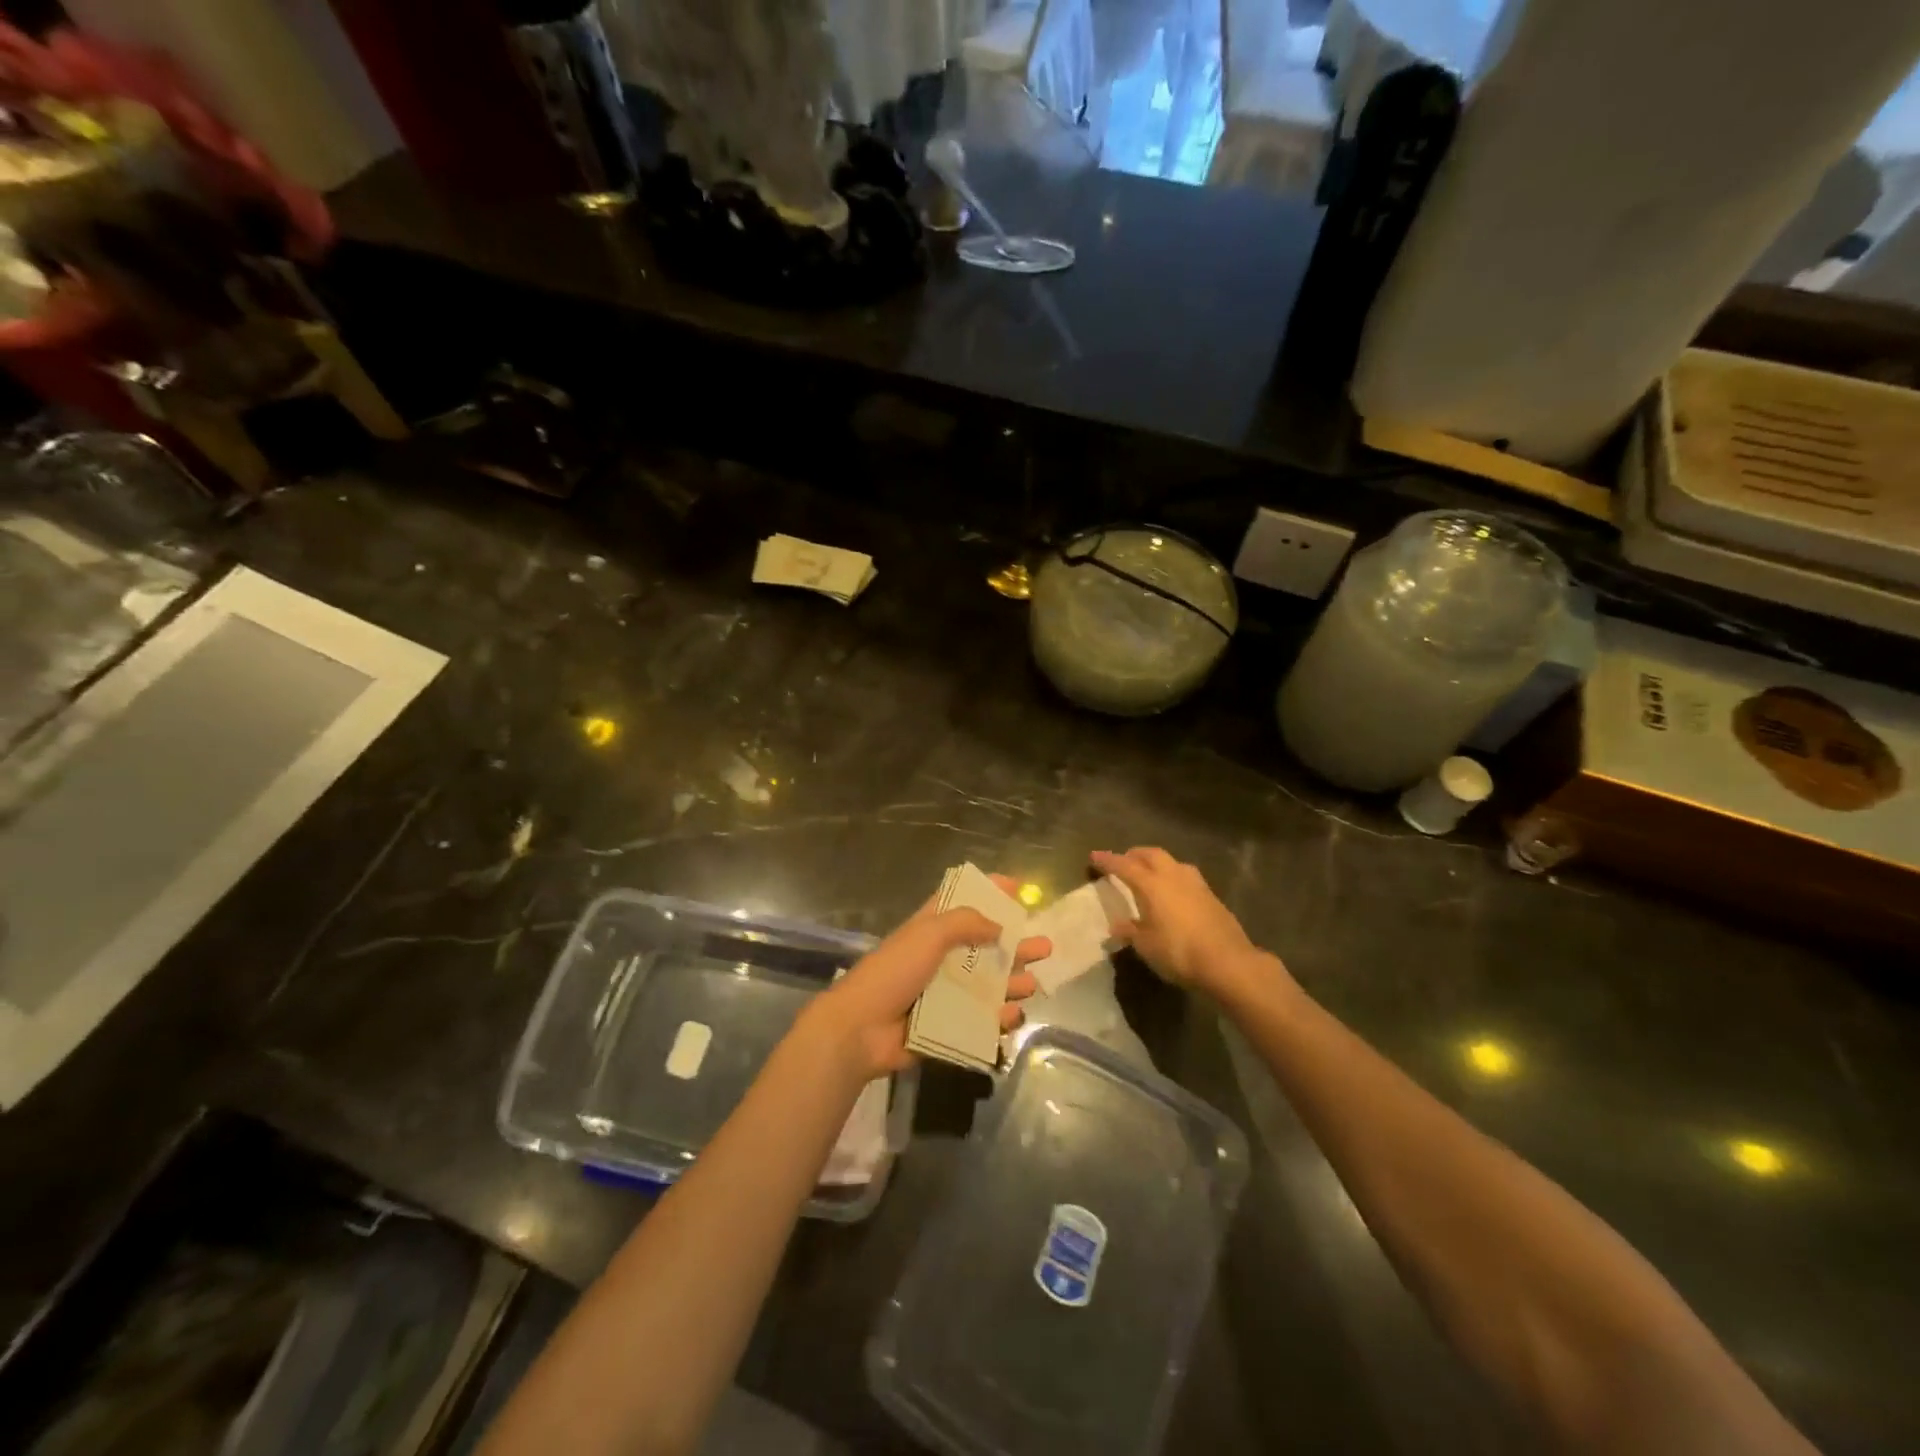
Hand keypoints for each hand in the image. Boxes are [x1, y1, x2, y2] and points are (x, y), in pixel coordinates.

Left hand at [809, 874, 1047, 1079]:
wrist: (861, 1029)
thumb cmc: (894, 971)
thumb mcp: (928, 933)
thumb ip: (966, 923)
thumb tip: (998, 926)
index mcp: (932, 928)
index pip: (962, 901)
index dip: (988, 892)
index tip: (1018, 888)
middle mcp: (941, 957)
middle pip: (985, 945)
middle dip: (1015, 944)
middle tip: (1045, 945)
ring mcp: (945, 992)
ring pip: (988, 984)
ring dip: (1012, 981)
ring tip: (1034, 982)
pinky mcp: (948, 1024)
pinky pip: (981, 1018)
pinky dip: (999, 1016)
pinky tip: (1014, 1013)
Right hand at [1091, 847, 1281, 996]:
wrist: (1228, 962)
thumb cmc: (1179, 952)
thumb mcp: (1146, 945)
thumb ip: (1130, 931)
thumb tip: (1116, 925)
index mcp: (1152, 884)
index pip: (1124, 866)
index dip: (1108, 861)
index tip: (1094, 856)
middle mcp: (1173, 876)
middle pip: (1151, 854)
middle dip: (1135, 854)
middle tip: (1124, 860)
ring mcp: (1196, 884)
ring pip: (1172, 862)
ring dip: (1158, 863)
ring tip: (1150, 873)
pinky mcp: (1212, 896)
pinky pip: (1186, 877)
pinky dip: (1173, 877)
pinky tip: (1173, 892)